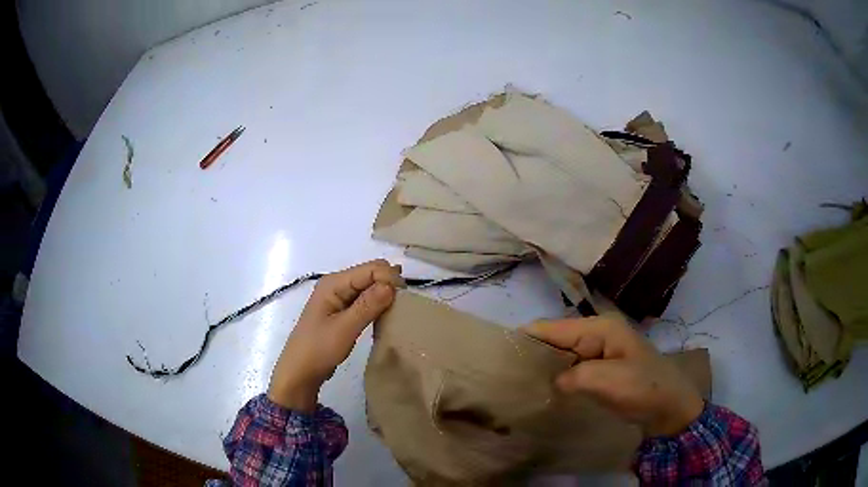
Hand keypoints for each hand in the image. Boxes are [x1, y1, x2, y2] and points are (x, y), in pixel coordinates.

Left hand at [268, 260, 401, 411]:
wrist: (300, 371)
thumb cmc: (319, 349)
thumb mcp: (345, 328)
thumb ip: (368, 305)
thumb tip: (392, 285)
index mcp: (334, 283)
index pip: (370, 269)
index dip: (389, 278)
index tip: (406, 299)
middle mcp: (337, 284)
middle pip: (370, 273)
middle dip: (389, 284)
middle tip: (404, 305)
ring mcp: (339, 297)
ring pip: (369, 286)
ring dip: (384, 294)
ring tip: (399, 310)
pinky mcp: (343, 310)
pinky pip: (365, 299)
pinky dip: (377, 304)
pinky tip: (386, 315)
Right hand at [523, 315, 703, 436]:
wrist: (671, 407)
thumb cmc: (644, 388)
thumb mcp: (609, 381)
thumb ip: (574, 376)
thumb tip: (552, 381)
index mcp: (599, 328)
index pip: (552, 328)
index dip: (526, 339)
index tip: (500, 357)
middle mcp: (596, 334)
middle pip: (555, 339)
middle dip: (533, 355)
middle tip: (506, 377)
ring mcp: (598, 352)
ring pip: (561, 355)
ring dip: (544, 368)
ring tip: (518, 385)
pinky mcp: (599, 369)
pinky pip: (571, 369)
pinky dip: (557, 378)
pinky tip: (543, 391)